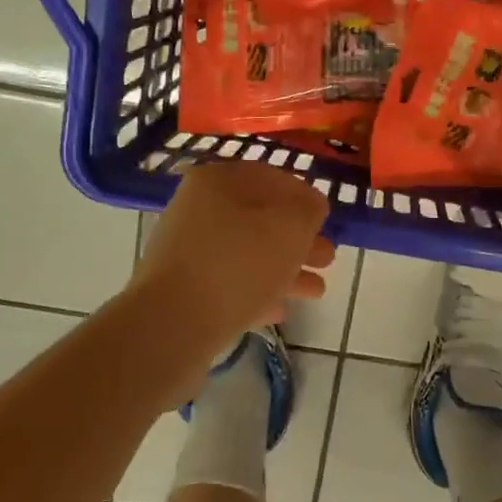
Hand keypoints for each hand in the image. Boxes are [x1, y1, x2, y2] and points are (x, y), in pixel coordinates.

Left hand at [129, 161, 333, 359]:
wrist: (173, 324)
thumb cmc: (239, 263)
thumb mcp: (291, 227)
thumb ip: (309, 210)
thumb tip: (310, 208)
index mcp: (219, 181)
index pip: (273, 178)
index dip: (305, 197)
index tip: (327, 219)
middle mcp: (198, 209)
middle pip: (261, 219)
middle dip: (299, 239)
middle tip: (327, 258)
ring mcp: (188, 250)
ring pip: (249, 254)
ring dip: (285, 269)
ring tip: (316, 291)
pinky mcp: (183, 289)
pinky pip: (230, 284)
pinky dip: (258, 292)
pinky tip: (280, 310)